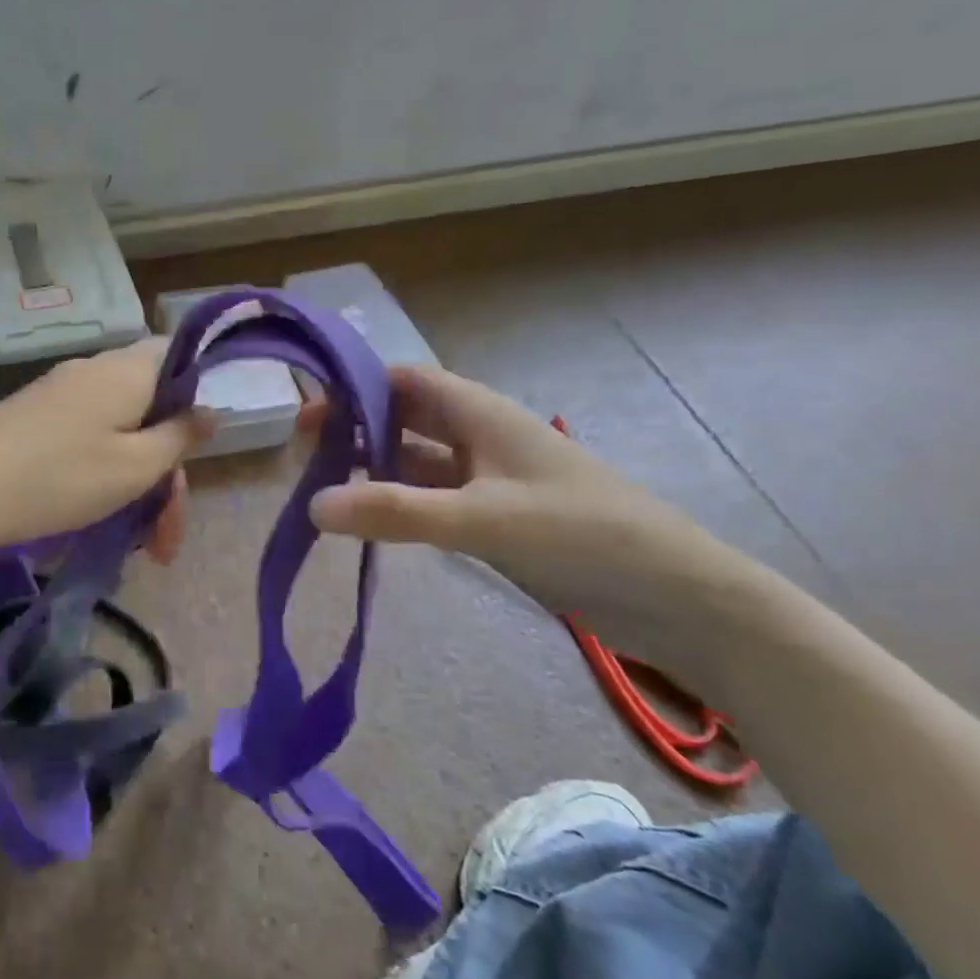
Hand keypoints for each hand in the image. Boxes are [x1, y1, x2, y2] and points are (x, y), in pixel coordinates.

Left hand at [0, 339, 214, 561]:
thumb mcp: (134, 467)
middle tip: (167, 537)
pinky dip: (105, 473)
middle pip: (152, 407)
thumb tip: (210, 410)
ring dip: (138, 482)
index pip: (180, 357)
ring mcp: (61, 392)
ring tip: (139, 544)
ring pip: (121, 430)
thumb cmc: (58, 478)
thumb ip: (180, 436)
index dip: (198, 397)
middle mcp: (95, 370)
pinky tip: (101, 516)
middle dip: (168, 470)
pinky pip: (88, 436)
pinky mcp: (35, 416)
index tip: (197, 451)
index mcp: (127, 370)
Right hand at [305, 366, 760, 675]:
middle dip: (355, 428)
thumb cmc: (582, 536)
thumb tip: (312, 506)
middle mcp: (480, 436)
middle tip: (302, 454)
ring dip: (374, 468)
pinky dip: (399, 502)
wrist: (677, 598)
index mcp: (481, 413)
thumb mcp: (483, 520)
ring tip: (322, 487)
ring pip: (416, 460)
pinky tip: (371, 521)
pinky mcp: (496, 517)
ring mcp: (488, 478)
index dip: (355, 385)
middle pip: (404, 417)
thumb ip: (397, 512)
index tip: (306, 408)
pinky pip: (433, 498)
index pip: (403, 380)